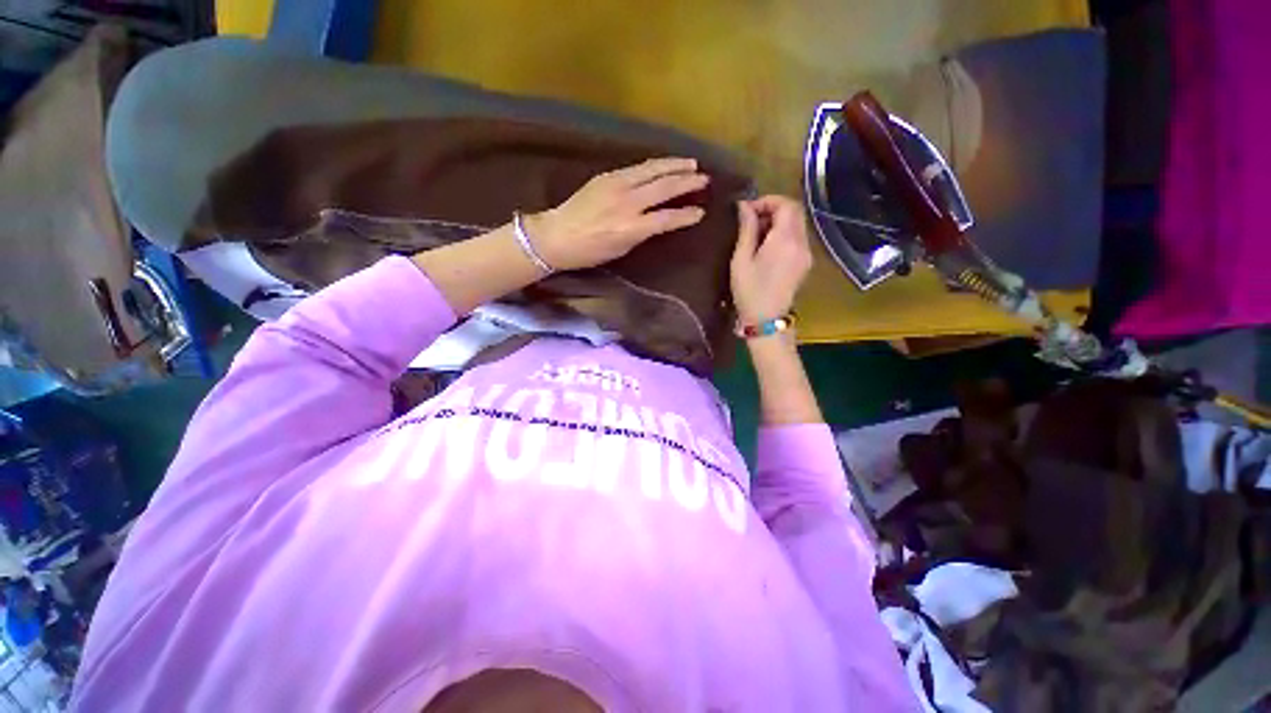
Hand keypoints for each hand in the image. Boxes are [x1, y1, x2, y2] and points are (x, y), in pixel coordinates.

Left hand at [524, 158, 708, 270]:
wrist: (557, 235)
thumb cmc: (590, 251)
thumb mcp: (621, 249)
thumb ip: (642, 232)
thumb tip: (658, 220)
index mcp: (631, 227)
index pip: (667, 218)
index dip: (686, 215)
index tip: (701, 212)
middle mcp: (627, 202)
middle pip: (664, 187)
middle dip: (687, 182)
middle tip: (705, 178)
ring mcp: (616, 184)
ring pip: (652, 169)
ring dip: (673, 165)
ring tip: (690, 164)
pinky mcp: (607, 175)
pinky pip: (637, 168)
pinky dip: (654, 165)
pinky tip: (662, 165)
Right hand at [730, 196, 812, 325]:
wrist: (767, 320)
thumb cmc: (749, 291)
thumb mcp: (741, 260)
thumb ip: (746, 230)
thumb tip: (744, 206)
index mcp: (785, 240)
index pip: (786, 205)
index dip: (767, 201)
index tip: (748, 211)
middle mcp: (801, 243)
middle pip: (795, 211)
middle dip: (773, 208)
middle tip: (751, 220)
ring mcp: (806, 253)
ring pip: (797, 224)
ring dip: (779, 221)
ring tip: (757, 233)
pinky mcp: (805, 262)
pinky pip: (798, 237)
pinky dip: (784, 233)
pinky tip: (768, 246)